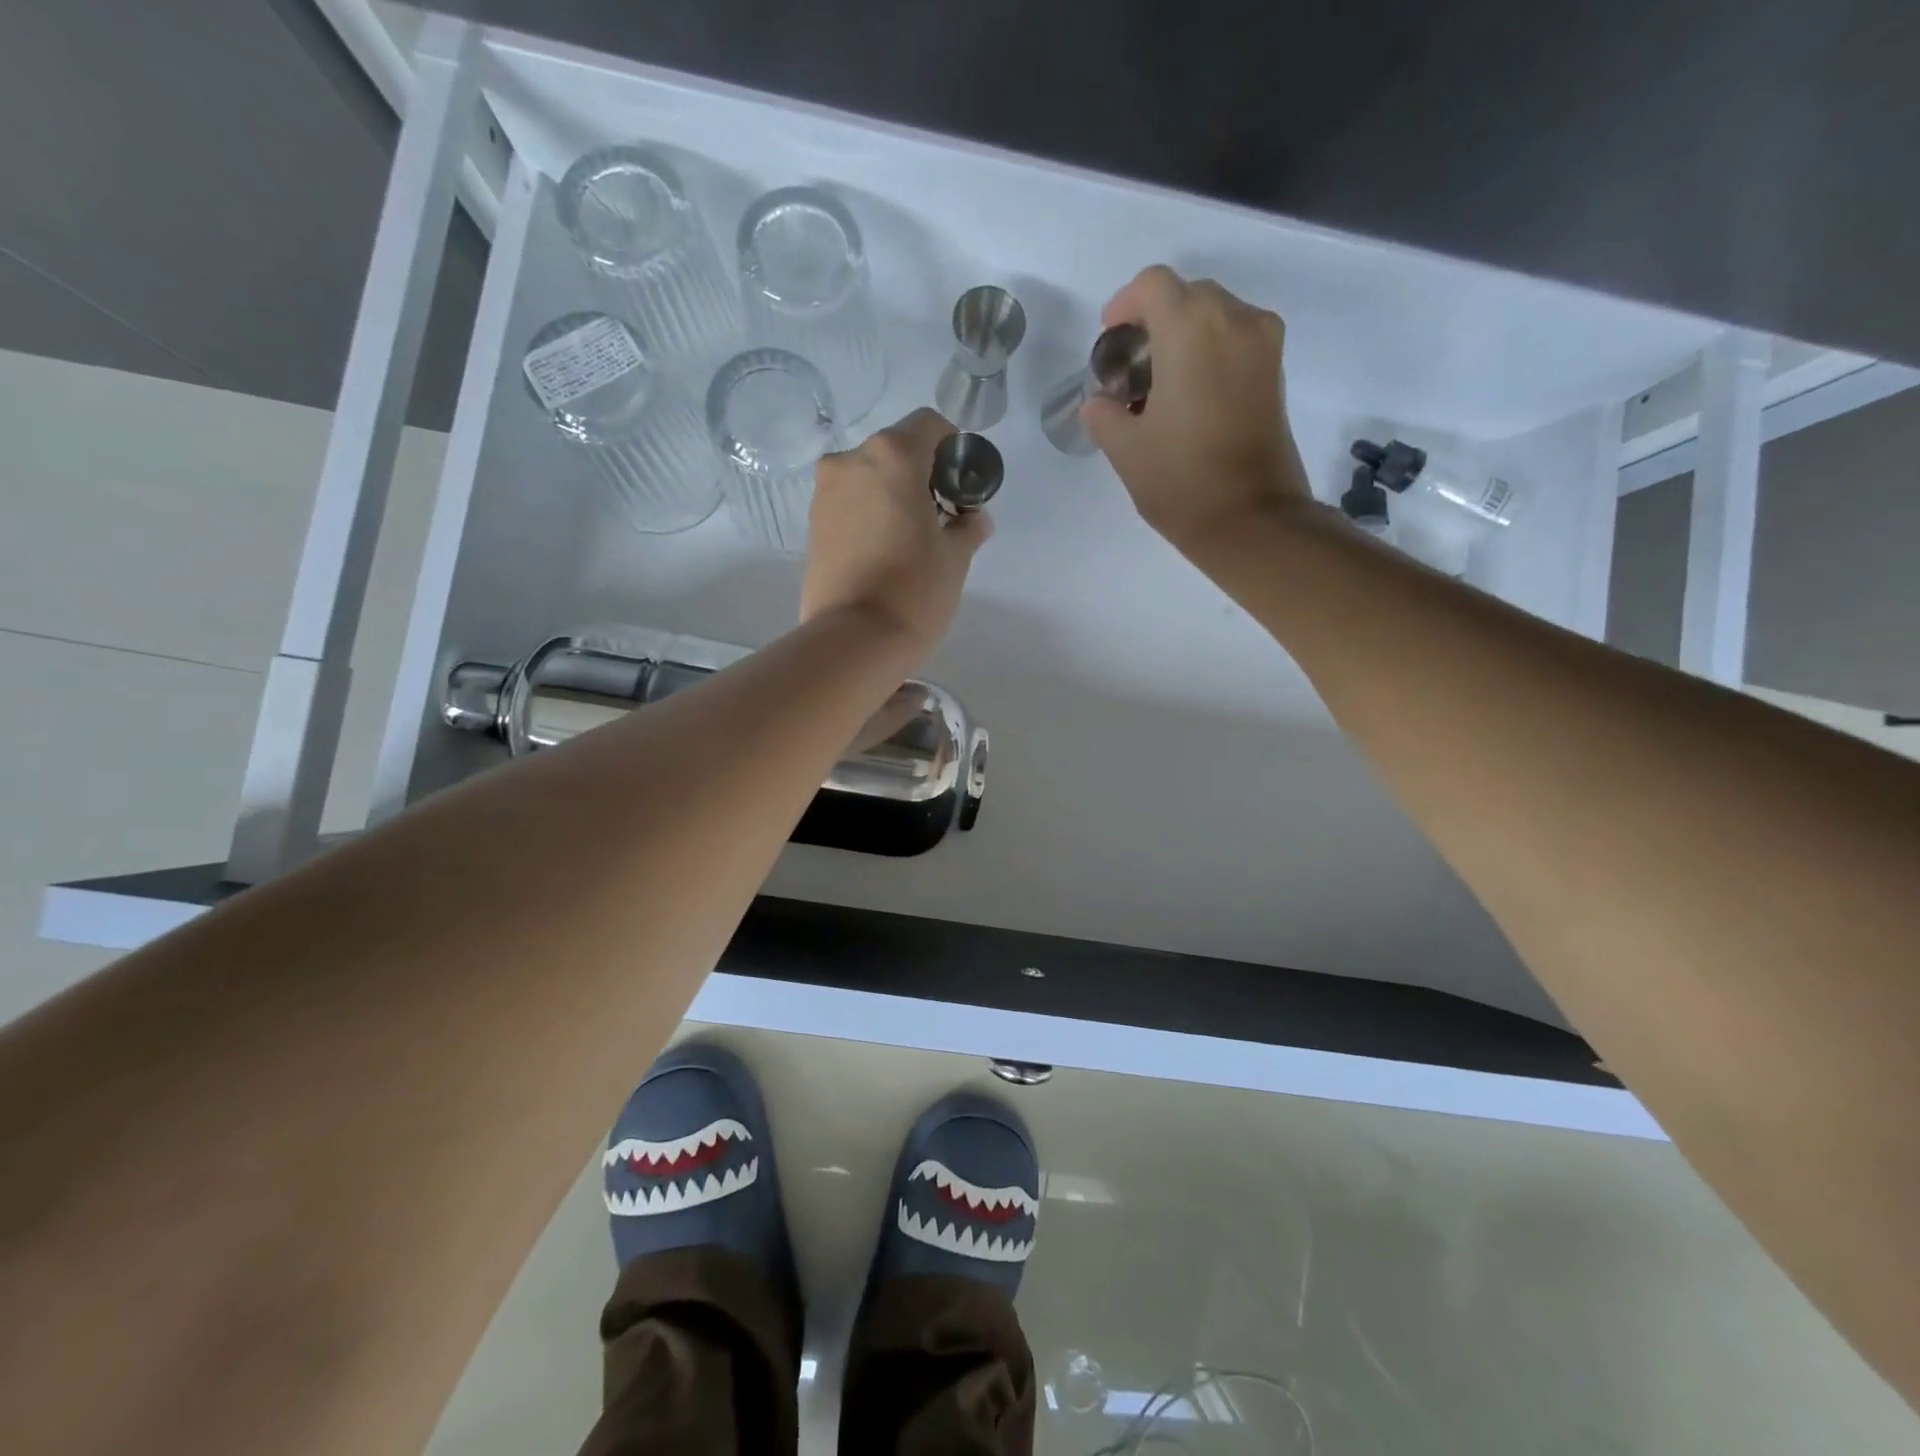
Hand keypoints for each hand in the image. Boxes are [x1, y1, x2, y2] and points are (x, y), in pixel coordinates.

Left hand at [801, 408, 991, 652]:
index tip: (961, 483)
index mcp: (892, 456)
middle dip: (921, 473)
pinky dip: (869, 513)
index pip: (929, 425)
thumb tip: (974, 518)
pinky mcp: (812, 525)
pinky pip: (849, 503)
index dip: (952, 447)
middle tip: (940, 515)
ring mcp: (825, 493)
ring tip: (910, 538)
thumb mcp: (956, 557)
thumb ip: (968, 526)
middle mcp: (851, 461)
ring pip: (868, 477)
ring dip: (892, 493)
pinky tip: (884, 550)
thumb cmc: (915, 589)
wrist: (854, 640)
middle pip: (895, 450)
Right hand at [1083, 266, 1313, 550]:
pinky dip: (1211, 351)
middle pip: (1188, 294)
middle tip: (1133, 365)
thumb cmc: (1181, 481)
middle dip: (1155, 319)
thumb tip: (1100, 403)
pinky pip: (1237, 339)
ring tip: (1161, 382)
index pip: (1153, 285)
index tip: (1111, 340)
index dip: (1125, 305)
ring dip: (1185, 334)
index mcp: (1191, 329)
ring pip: (1217, 314)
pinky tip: (1190, 394)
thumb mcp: (1125, 449)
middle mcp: (1234, 321)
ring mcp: (1263, 344)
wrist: (1252, 519)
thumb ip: (1104, 414)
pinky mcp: (1276, 372)